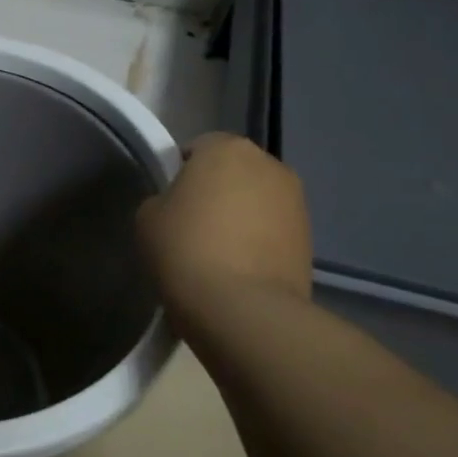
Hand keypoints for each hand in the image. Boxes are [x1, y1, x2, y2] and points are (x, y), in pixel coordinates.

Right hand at [137, 134, 312, 316]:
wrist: (242, 308)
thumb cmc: (185, 249)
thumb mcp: (148, 217)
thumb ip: (163, 199)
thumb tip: (180, 206)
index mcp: (227, 148)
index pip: (197, 147)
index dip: (179, 173)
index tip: (168, 203)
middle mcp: (269, 164)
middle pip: (232, 172)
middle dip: (215, 192)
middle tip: (190, 227)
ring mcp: (296, 202)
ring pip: (256, 202)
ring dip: (239, 218)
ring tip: (216, 254)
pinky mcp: (309, 239)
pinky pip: (272, 231)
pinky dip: (256, 243)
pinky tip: (237, 271)